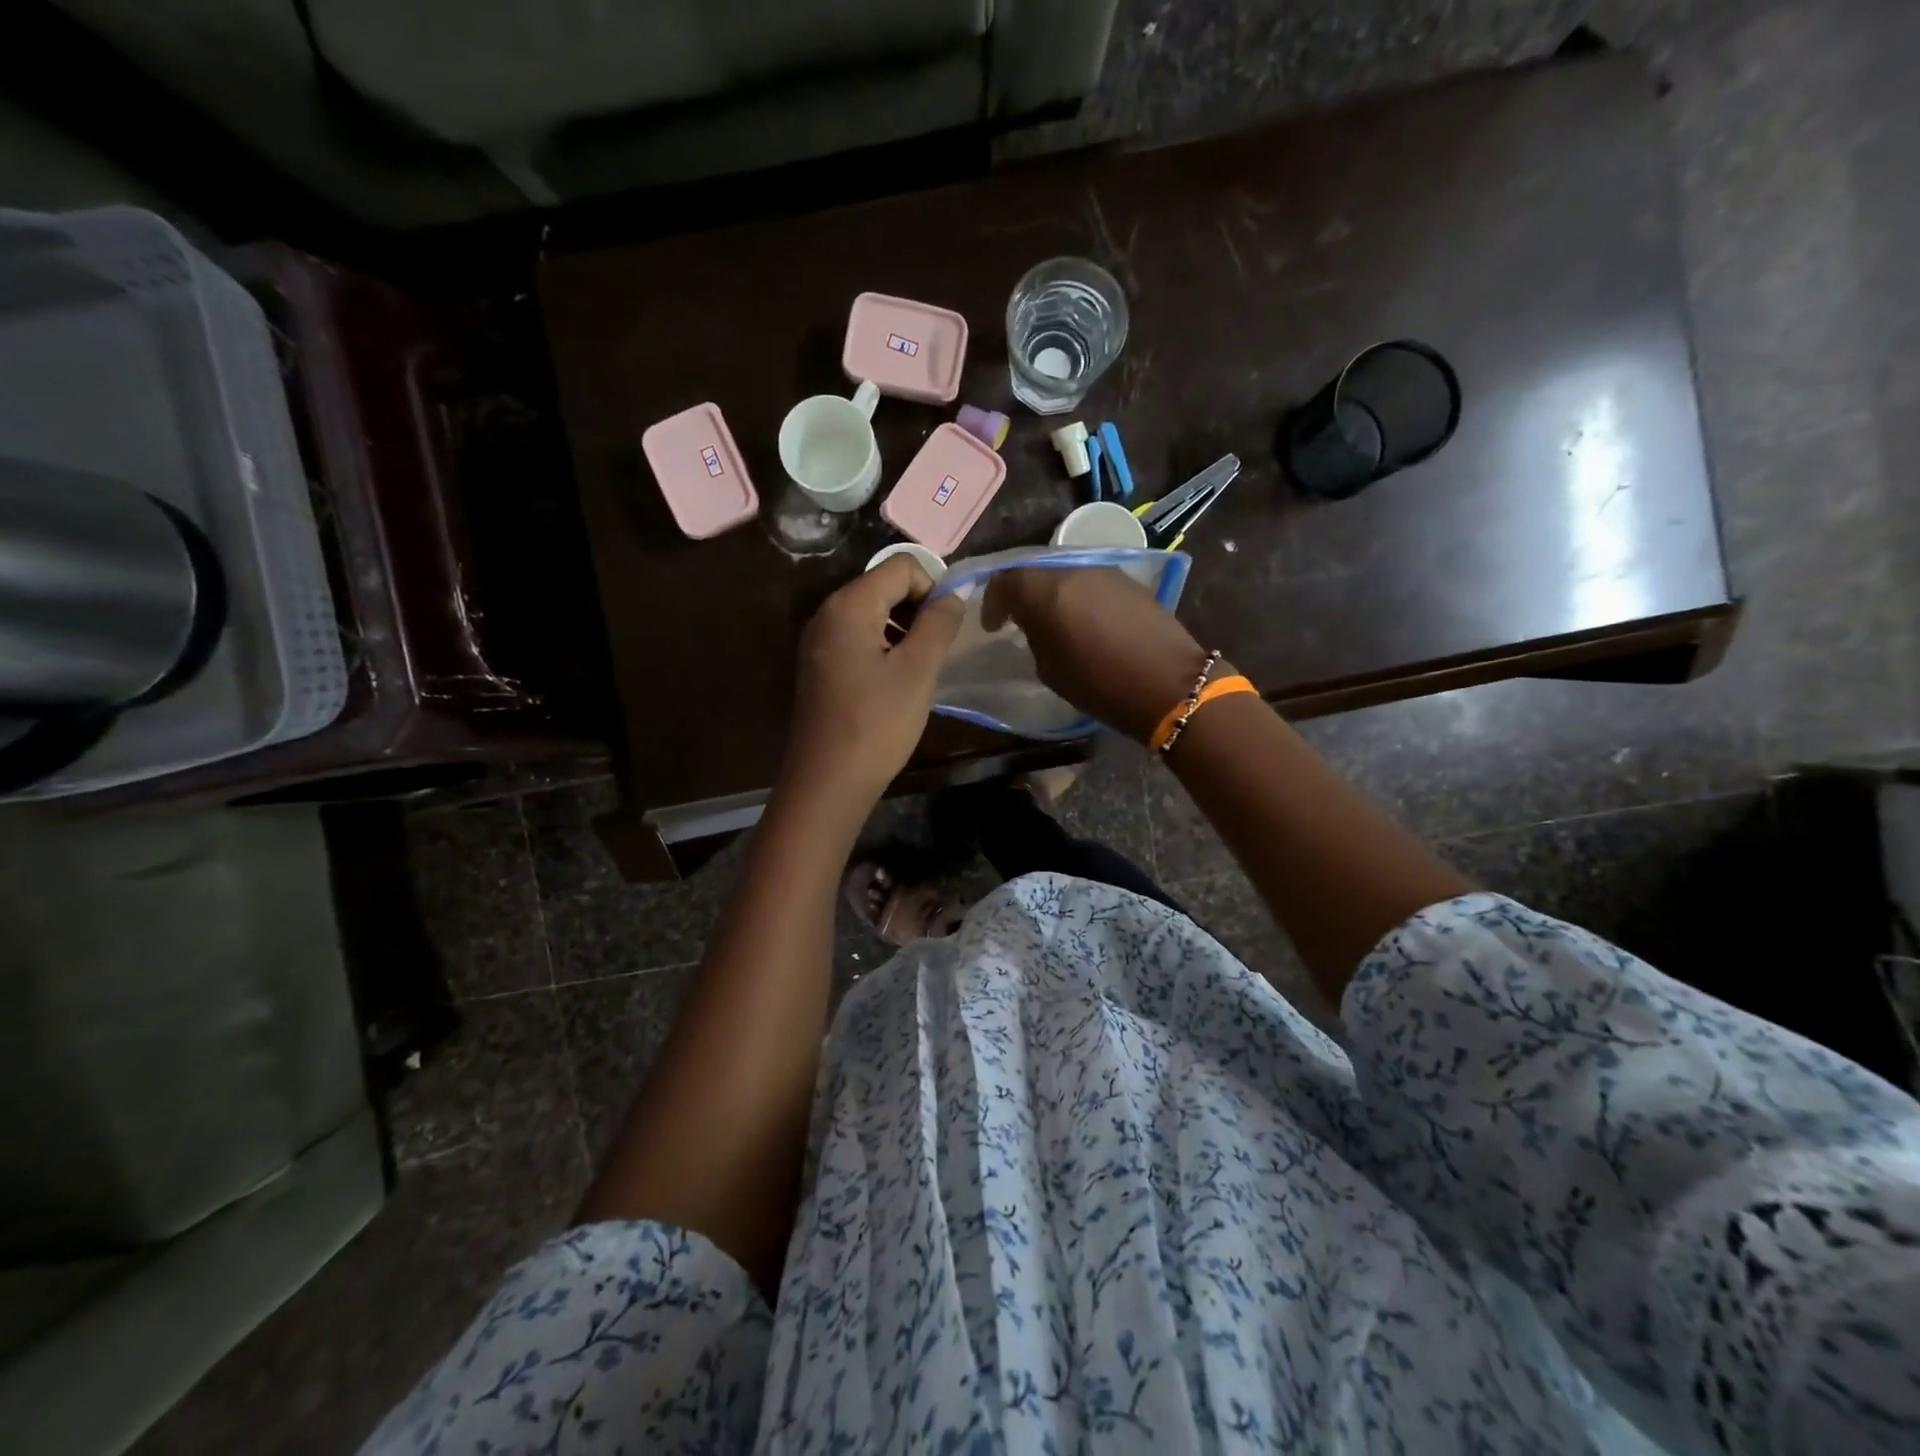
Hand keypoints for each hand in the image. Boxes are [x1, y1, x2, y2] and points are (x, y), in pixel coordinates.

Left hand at [782, 555, 966, 804]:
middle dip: (918, 608)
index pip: (902, 566)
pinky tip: (896, 682)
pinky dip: (883, 647)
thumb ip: (939, 623)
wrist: (827, 782)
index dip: (933, 587)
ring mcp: (818, 642)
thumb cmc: (877, 724)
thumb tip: (953, 594)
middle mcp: (827, 614)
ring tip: (921, 668)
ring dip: (903, 630)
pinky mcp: (819, 667)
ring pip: (872, 614)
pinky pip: (858, 639)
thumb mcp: (918, 670)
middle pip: (883, 585)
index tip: (949, 628)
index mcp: (848, 605)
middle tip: (938, 649)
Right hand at [982, 567, 1214, 742]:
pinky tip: (1083, 620)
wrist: (1168, 683)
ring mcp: (1106, 572)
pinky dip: (1078, 596)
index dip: (992, 601)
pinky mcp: (1130, 582)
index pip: (1005, 580)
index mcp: (1046, 591)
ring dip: (1052, 594)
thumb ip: (1034, 636)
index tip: (992, 625)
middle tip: (1018, 619)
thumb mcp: (1050, 668)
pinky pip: (1091, 582)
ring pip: (1065, 574)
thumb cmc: (1100, 684)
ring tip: (1052, 621)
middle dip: (1022, 594)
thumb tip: (1035, 625)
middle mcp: (1074, 570)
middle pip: (1036, 571)